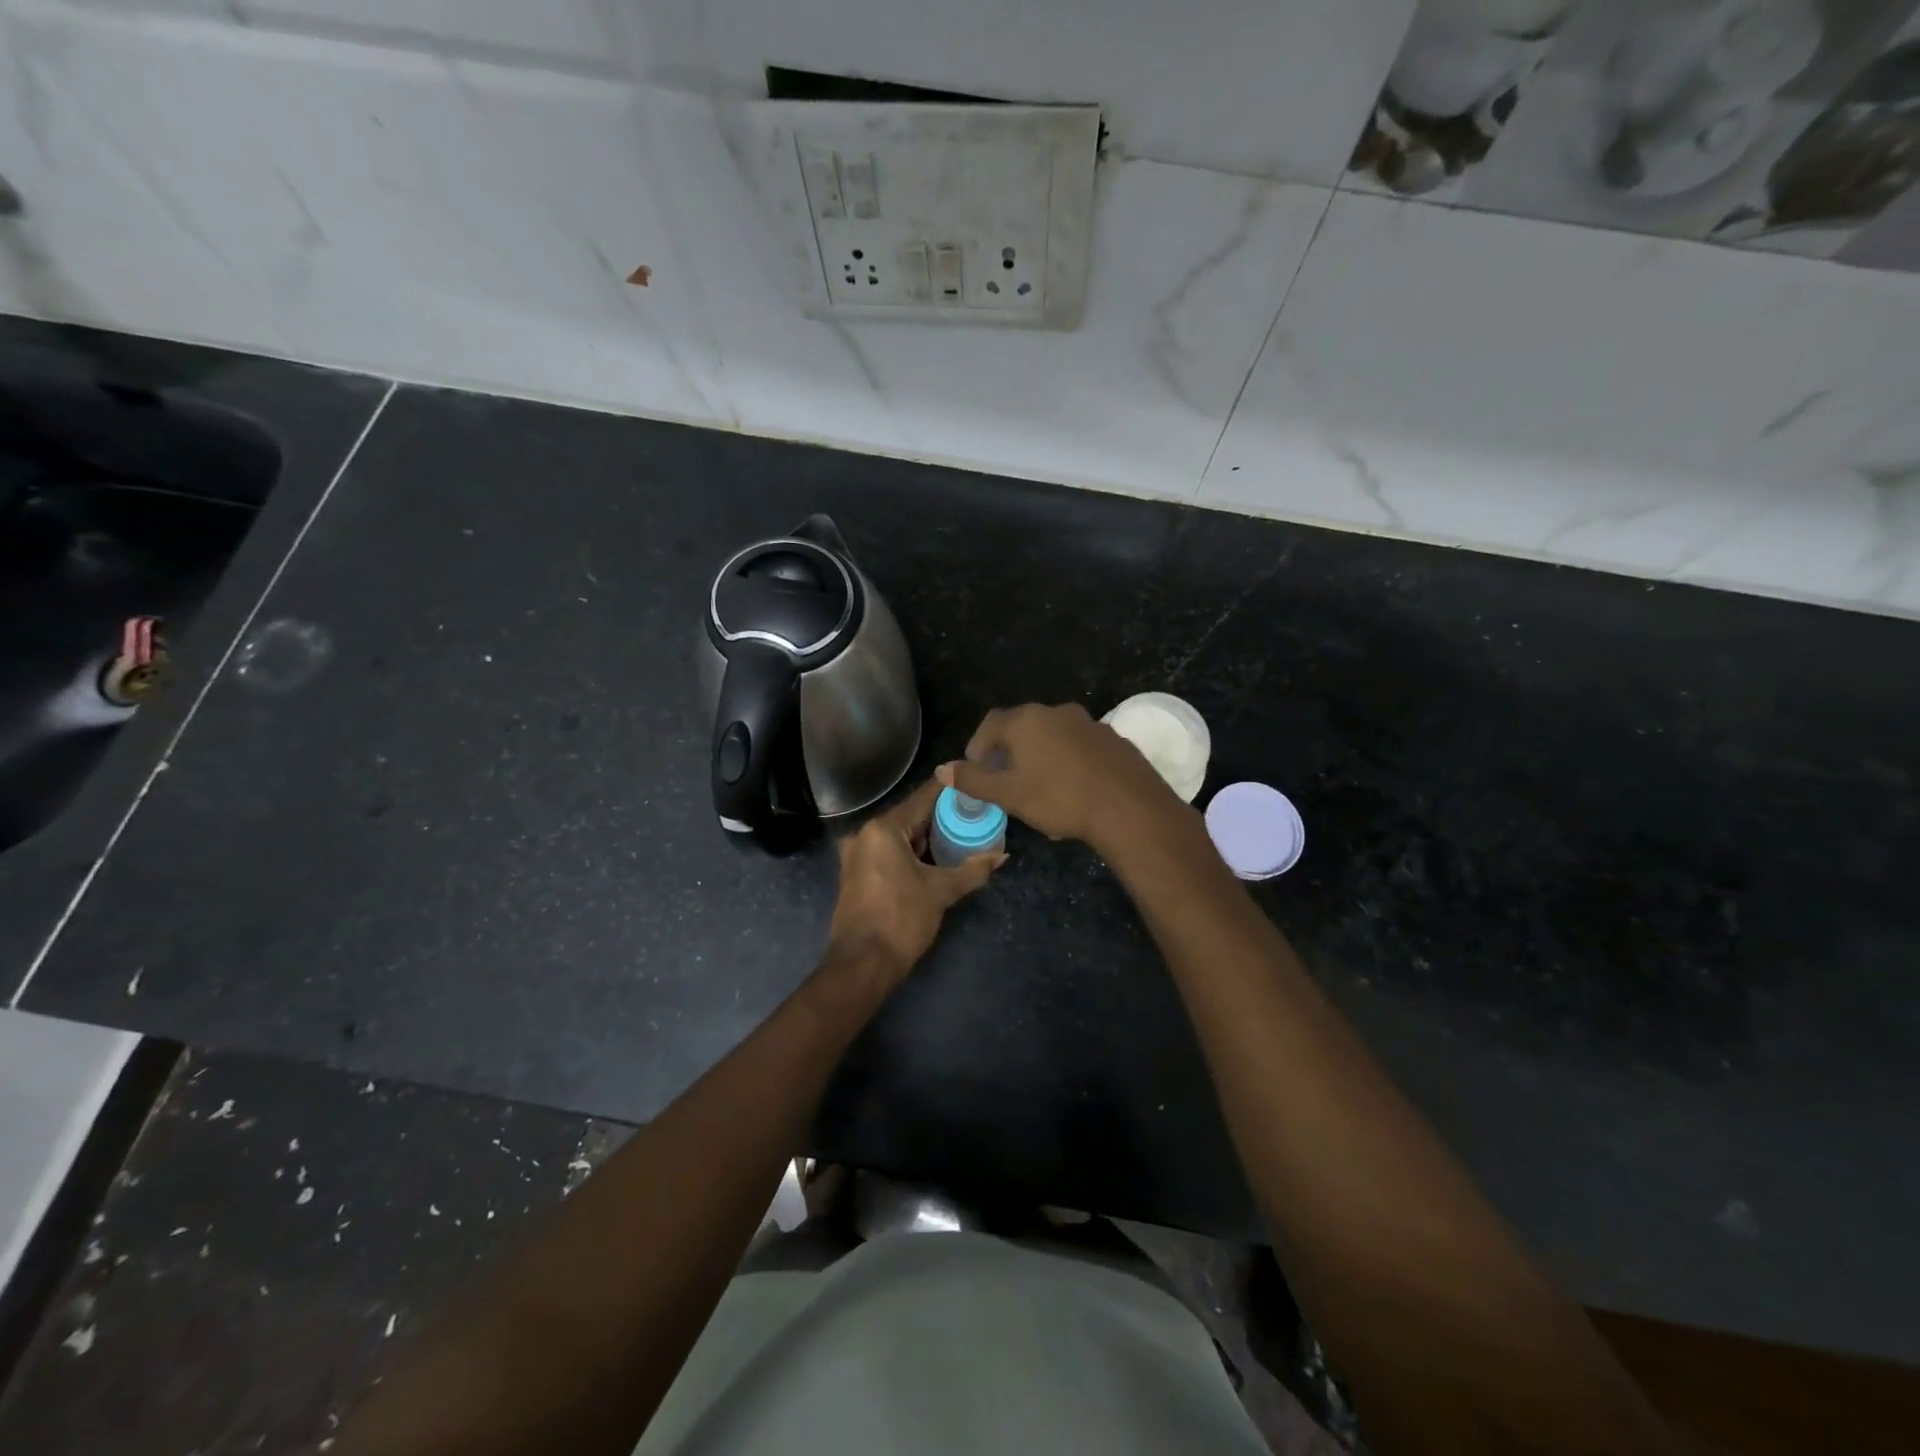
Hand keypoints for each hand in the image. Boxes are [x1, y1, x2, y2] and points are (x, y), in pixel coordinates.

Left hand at [825, 777, 1004, 987]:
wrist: (862, 964)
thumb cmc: (901, 919)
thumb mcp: (941, 892)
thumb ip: (972, 870)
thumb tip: (1001, 855)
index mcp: (883, 829)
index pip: (922, 798)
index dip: (948, 790)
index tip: (971, 780)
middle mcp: (865, 834)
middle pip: (909, 816)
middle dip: (939, 816)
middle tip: (972, 811)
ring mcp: (856, 855)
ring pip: (898, 836)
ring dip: (925, 836)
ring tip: (959, 832)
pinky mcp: (856, 874)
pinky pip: (888, 852)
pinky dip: (910, 852)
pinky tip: (934, 857)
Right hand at [938, 702, 1186, 852]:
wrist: (1128, 807)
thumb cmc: (1060, 798)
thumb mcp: (1009, 794)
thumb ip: (974, 780)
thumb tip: (942, 769)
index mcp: (1026, 720)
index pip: (990, 724)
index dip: (978, 746)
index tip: (977, 771)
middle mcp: (1056, 712)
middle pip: (1022, 726)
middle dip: (1008, 751)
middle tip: (1005, 780)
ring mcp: (1089, 722)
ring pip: (1052, 735)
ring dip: (1040, 754)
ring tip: (1039, 786)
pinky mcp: (1113, 739)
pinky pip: (1079, 745)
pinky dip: (1068, 759)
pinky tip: (1073, 787)